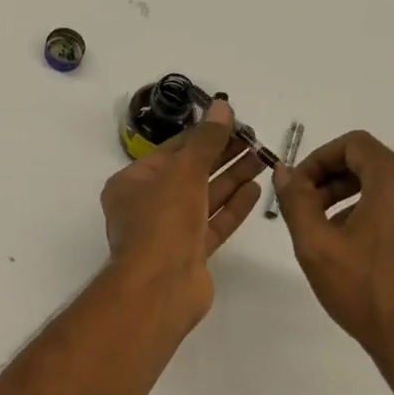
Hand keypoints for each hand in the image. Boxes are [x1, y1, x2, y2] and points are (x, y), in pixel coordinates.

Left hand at [101, 99, 263, 324]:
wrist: (160, 288)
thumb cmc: (162, 222)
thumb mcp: (183, 172)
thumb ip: (206, 140)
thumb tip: (222, 106)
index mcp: (131, 184)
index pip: (171, 151)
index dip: (203, 135)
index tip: (234, 123)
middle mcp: (147, 206)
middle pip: (189, 174)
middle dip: (221, 156)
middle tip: (255, 140)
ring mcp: (169, 232)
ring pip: (204, 199)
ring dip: (231, 179)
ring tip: (262, 159)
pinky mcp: (189, 254)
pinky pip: (213, 224)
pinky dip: (232, 208)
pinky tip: (255, 190)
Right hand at [274, 131, 393, 394]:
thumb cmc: (367, 294)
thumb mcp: (317, 247)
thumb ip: (297, 202)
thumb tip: (286, 172)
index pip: (357, 145)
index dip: (320, 158)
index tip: (300, 188)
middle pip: (380, 169)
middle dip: (339, 185)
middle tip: (312, 216)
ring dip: (364, 209)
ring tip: (340, 246)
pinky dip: (393, 231)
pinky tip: (377, 268)